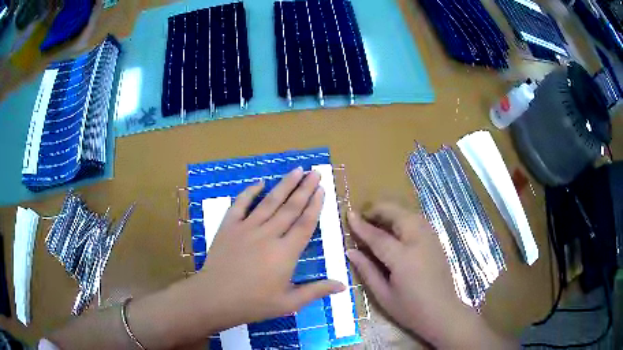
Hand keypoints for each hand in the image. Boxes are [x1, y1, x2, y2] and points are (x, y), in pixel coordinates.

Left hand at [127, 168, 344, 348]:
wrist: (216, 297)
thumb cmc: (254, 303)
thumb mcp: (289, 303)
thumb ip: (316, 291)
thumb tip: (343, 286)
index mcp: (286, 252)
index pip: (305, 223)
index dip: (315, 205)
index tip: (321, 189)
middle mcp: (269, 234)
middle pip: (291, 207)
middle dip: (305, 188)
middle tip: (315, 172)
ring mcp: (247, 228)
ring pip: (270, 201)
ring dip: (284, 184)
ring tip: (297, 170)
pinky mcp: (229, 227)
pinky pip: (240, 204)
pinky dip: (250, 192)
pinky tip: (260, 182)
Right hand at [347, 202, 509, 348]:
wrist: (442, 312)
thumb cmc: (410, 309)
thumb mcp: (383, 295)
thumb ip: (366, 270)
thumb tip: (350, 251)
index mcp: (403, 258)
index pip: (378, 236)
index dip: (362, 225)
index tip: (349, 214)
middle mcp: (419, 242)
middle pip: (397, 214)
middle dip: (378, 210)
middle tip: (363, 217)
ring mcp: (431, 239)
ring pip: (409, 213)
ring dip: (392, 212)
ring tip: (377, 220)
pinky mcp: (436, 241)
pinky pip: (418, 220)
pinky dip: (403, 217)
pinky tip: (396, 228)